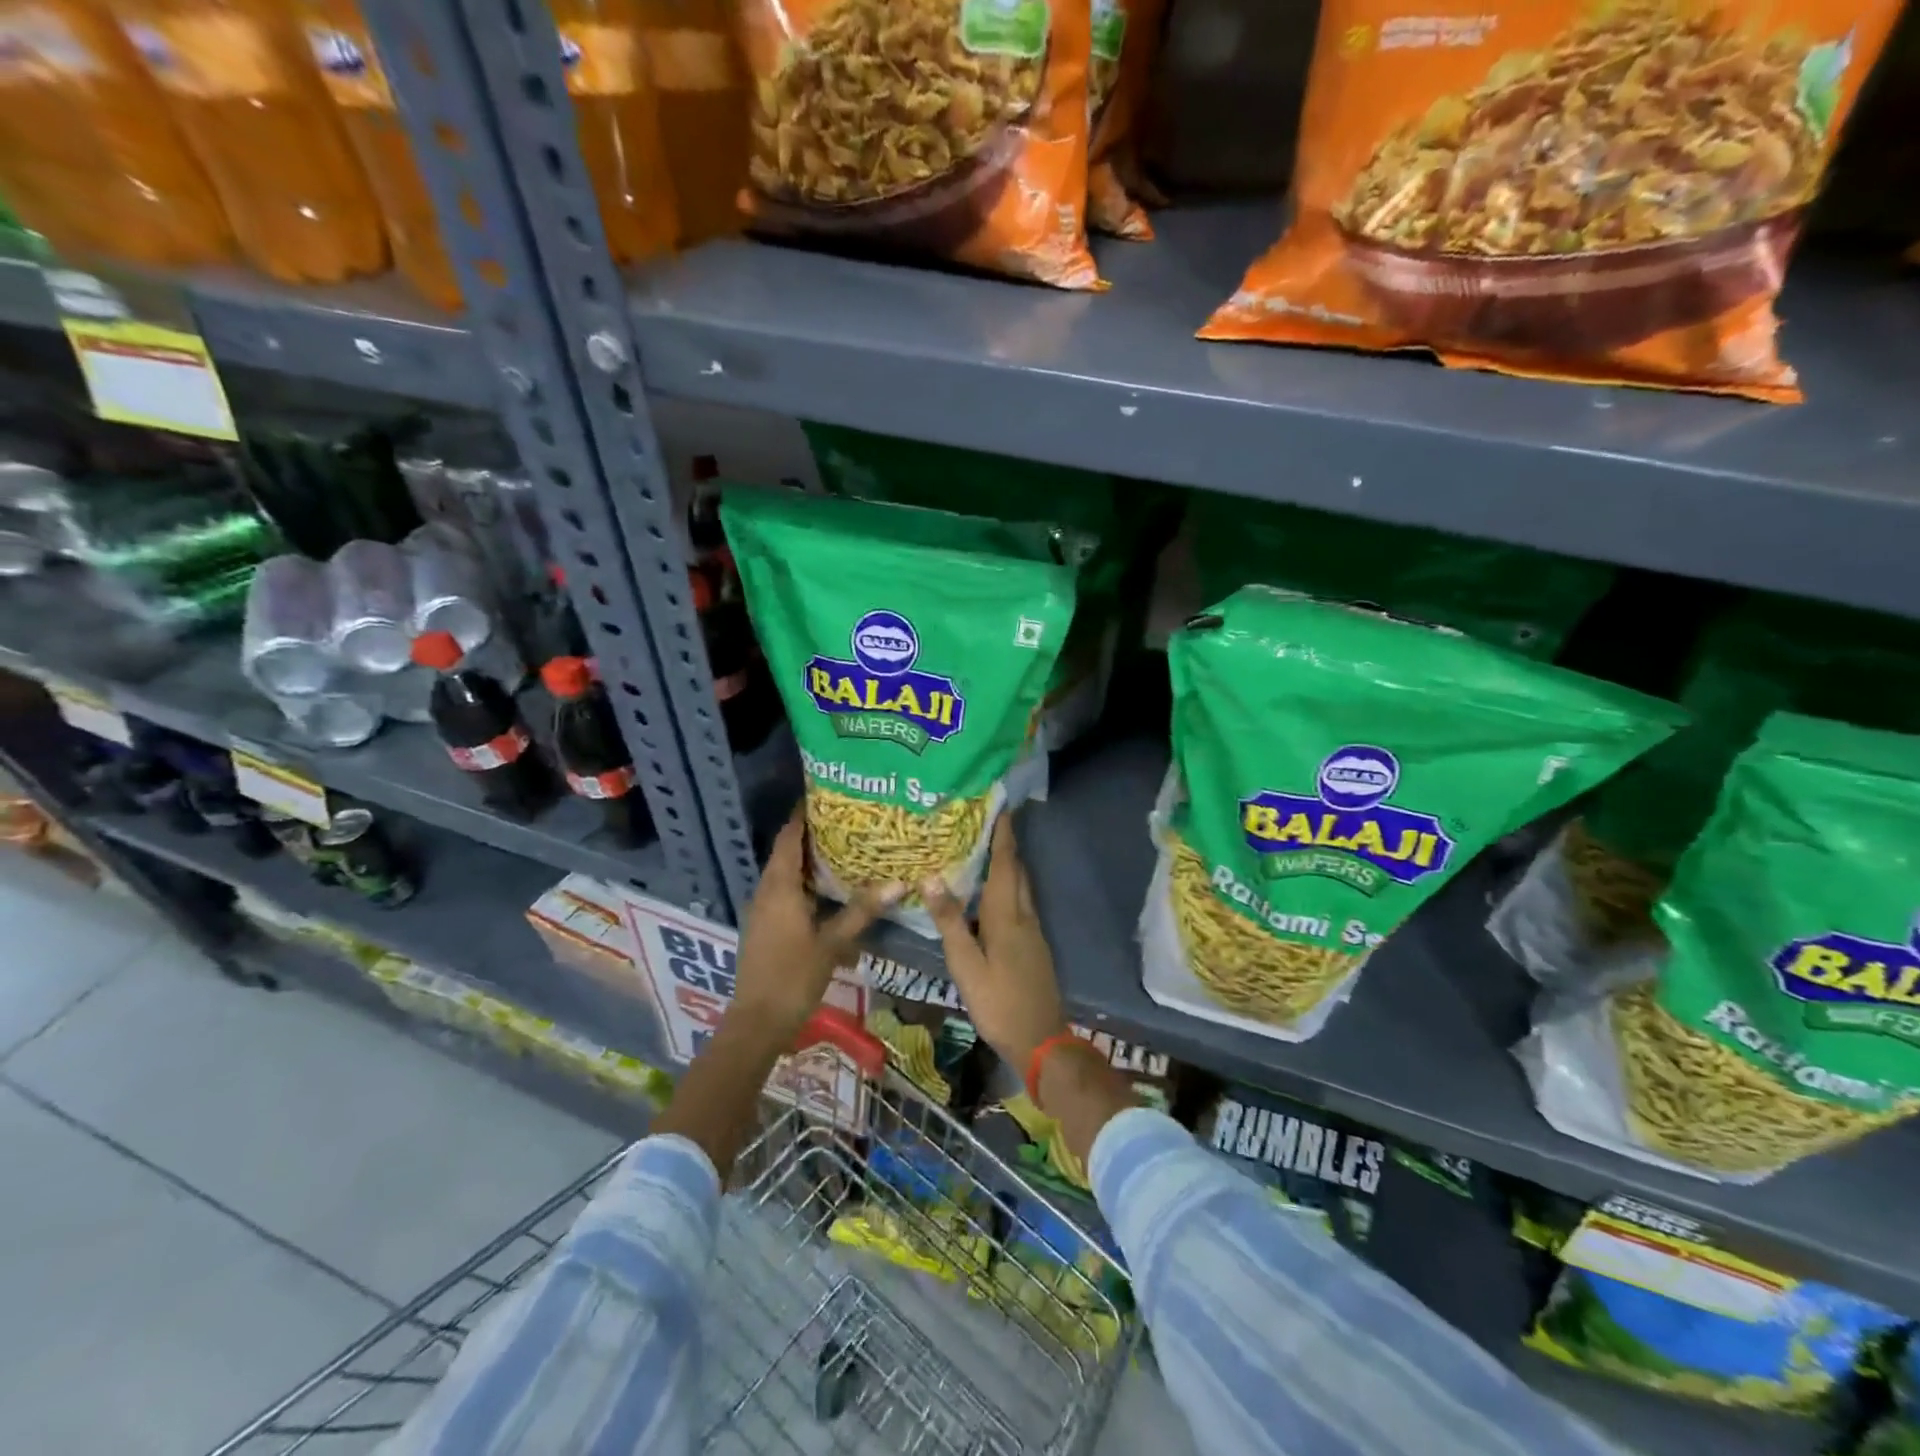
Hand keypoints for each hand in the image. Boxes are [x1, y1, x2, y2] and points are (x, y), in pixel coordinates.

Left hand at [730, 808, 901, 1044]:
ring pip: (786, 874)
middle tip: (847, 821)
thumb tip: (898, 883)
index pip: (789, 837)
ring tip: (844, 849)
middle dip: (812, 835)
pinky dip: (805, 883)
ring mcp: (763, 910)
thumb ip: (862, 911)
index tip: (826, 796)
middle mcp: (766, 891)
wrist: (757, 1022)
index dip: (803, 815)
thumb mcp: (832, 943)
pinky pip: (785, 892)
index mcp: (779, 887)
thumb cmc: (793, 976)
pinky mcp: (765, 927)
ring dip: (809, 861)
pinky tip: (829, 891)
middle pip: (787, 852)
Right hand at [922, 815, 1068, 1072]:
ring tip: (984, 850)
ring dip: (1007, 865)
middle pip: (1016, 870)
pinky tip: (990, 896)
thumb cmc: (999, 1002)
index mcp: (1007, 915)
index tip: (1000, 805)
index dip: (1003, 834)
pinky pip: (1019, 903)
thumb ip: (949, 921)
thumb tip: (931, 877)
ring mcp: (1032, 931)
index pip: (1005, 863)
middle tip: (986, 822)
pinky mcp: (1033, 945)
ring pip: (1020, 887)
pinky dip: (1007, 887)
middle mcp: (1024, 915)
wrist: (1041, 1039)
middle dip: (1005, 844)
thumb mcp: (966, 965)